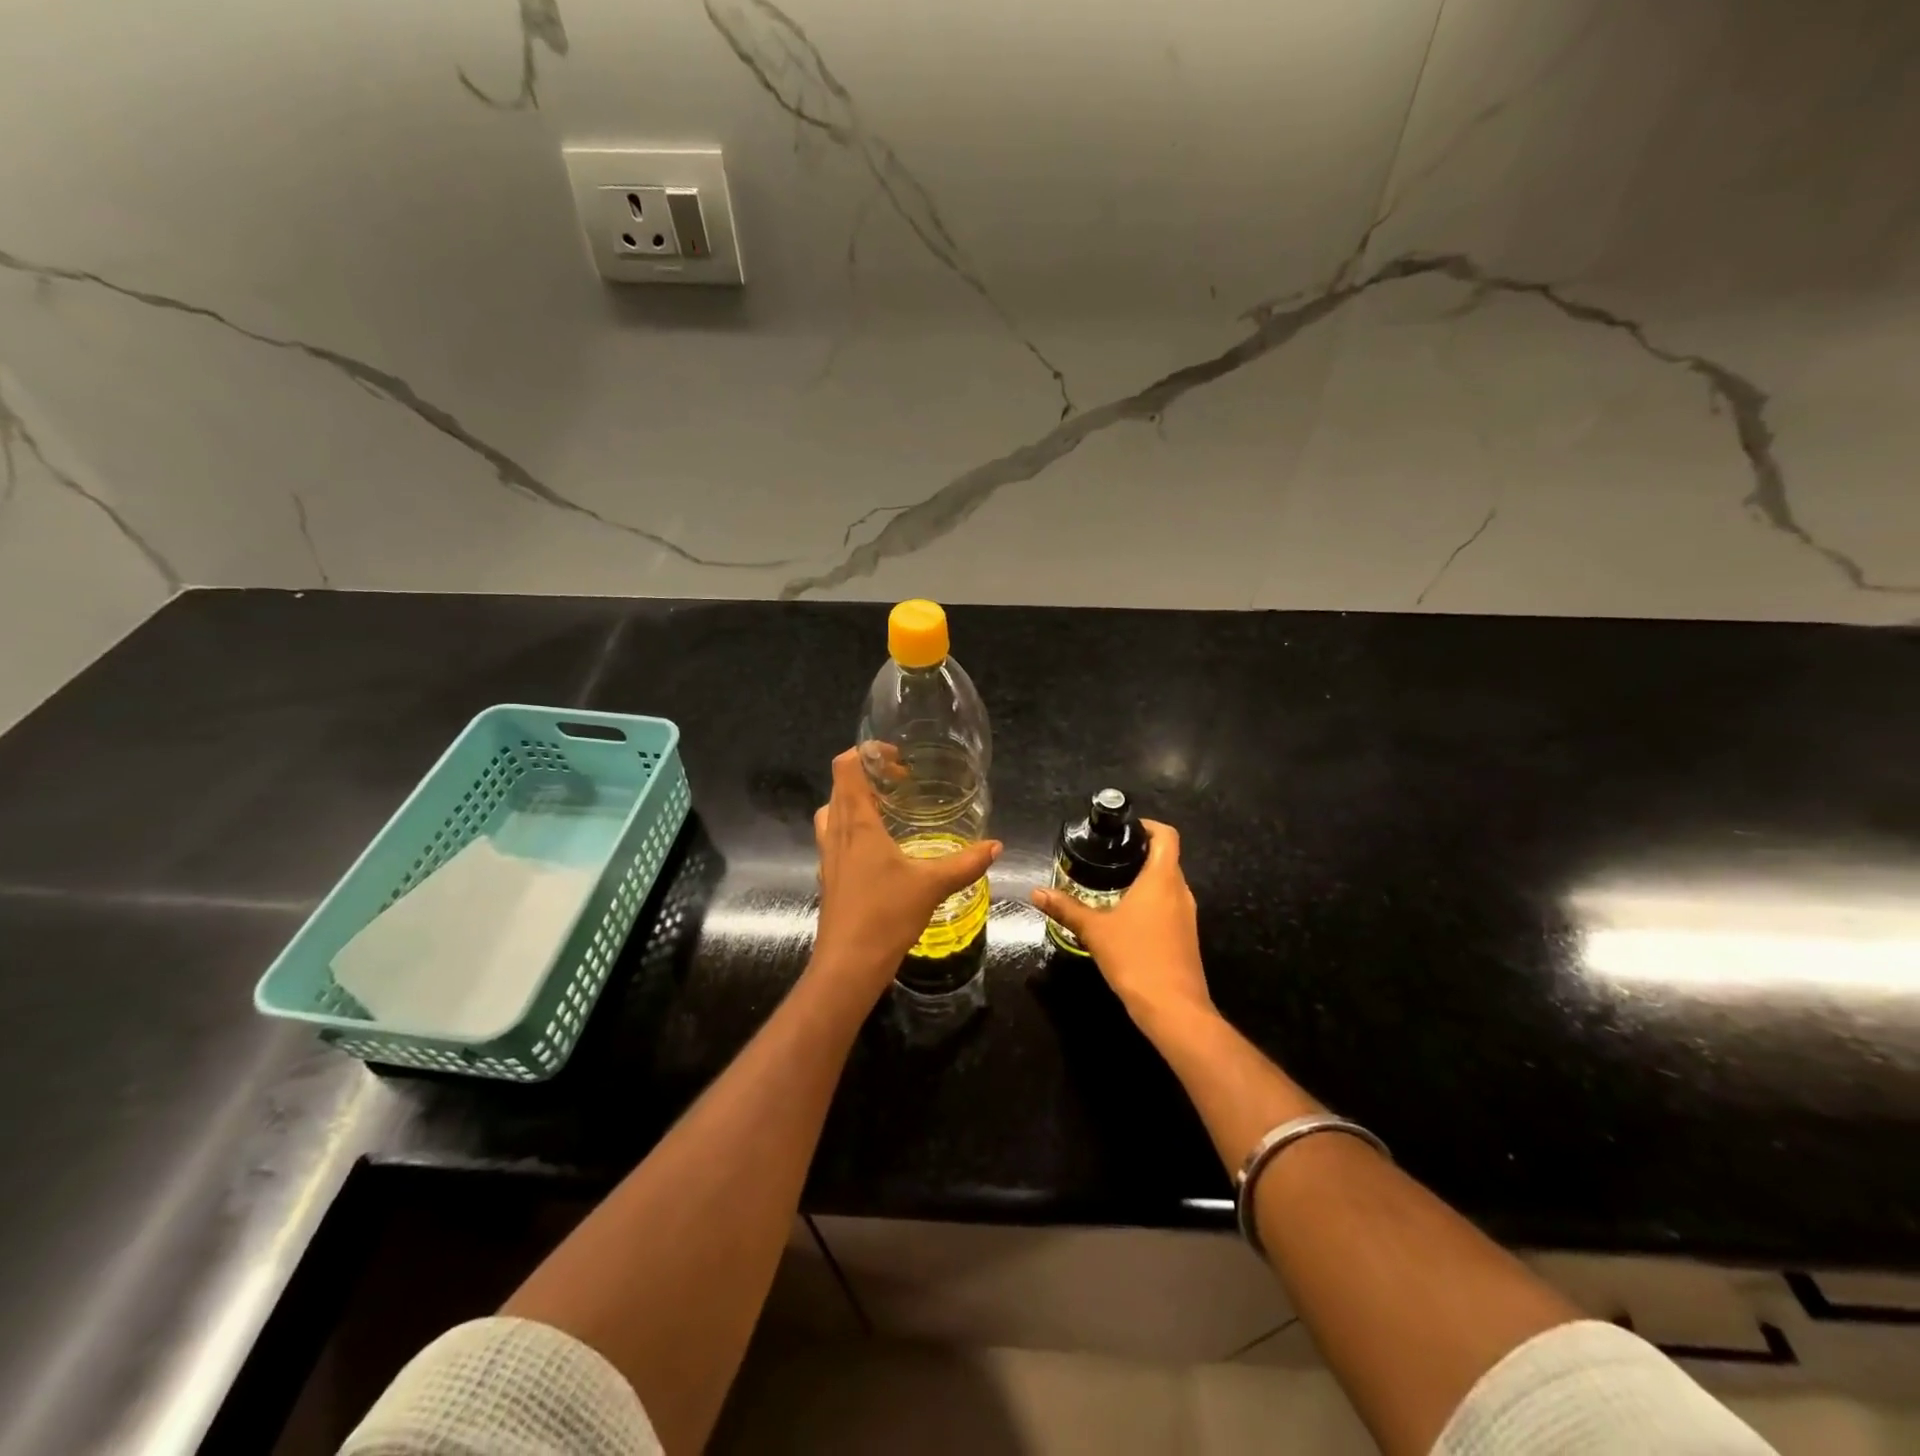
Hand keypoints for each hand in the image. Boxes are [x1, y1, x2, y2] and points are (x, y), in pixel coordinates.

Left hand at [812, 747, 1000, 997]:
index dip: (867, 752)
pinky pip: (834, 837)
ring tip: (888, 810)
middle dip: (867, 774)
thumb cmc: (886, 915)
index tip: (898, 759)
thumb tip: (996, 846)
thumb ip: (966, 863)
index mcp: (857, 823)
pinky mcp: (829, 876)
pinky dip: (852, 828)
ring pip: (833, 812)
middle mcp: (837, 832)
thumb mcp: (932, 885)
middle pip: (840, 785)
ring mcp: (828, 855)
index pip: (847, 767)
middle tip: (901, 782)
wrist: (849, 964)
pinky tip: (879, 848)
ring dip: (855, 801)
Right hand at [1030, 820, 1213, 1031]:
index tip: (1122, 831)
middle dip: (1139, 853)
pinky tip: (1125, 916)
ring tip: (1110, 883)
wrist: (1174, 1008)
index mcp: (1162, 878)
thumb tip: (1036, 892)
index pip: (1166, 835)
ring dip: (1144, 878)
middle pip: (1166, 858)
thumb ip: (1066, 908)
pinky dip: (1150, 901)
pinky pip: (1169, 905)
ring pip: (1168, 883)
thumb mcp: (1094, 931)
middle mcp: (1180, 891)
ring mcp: (1187, 915)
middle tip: (1106, 856)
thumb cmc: (1135, 958)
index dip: (1147, 826)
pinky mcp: (1186, 936)